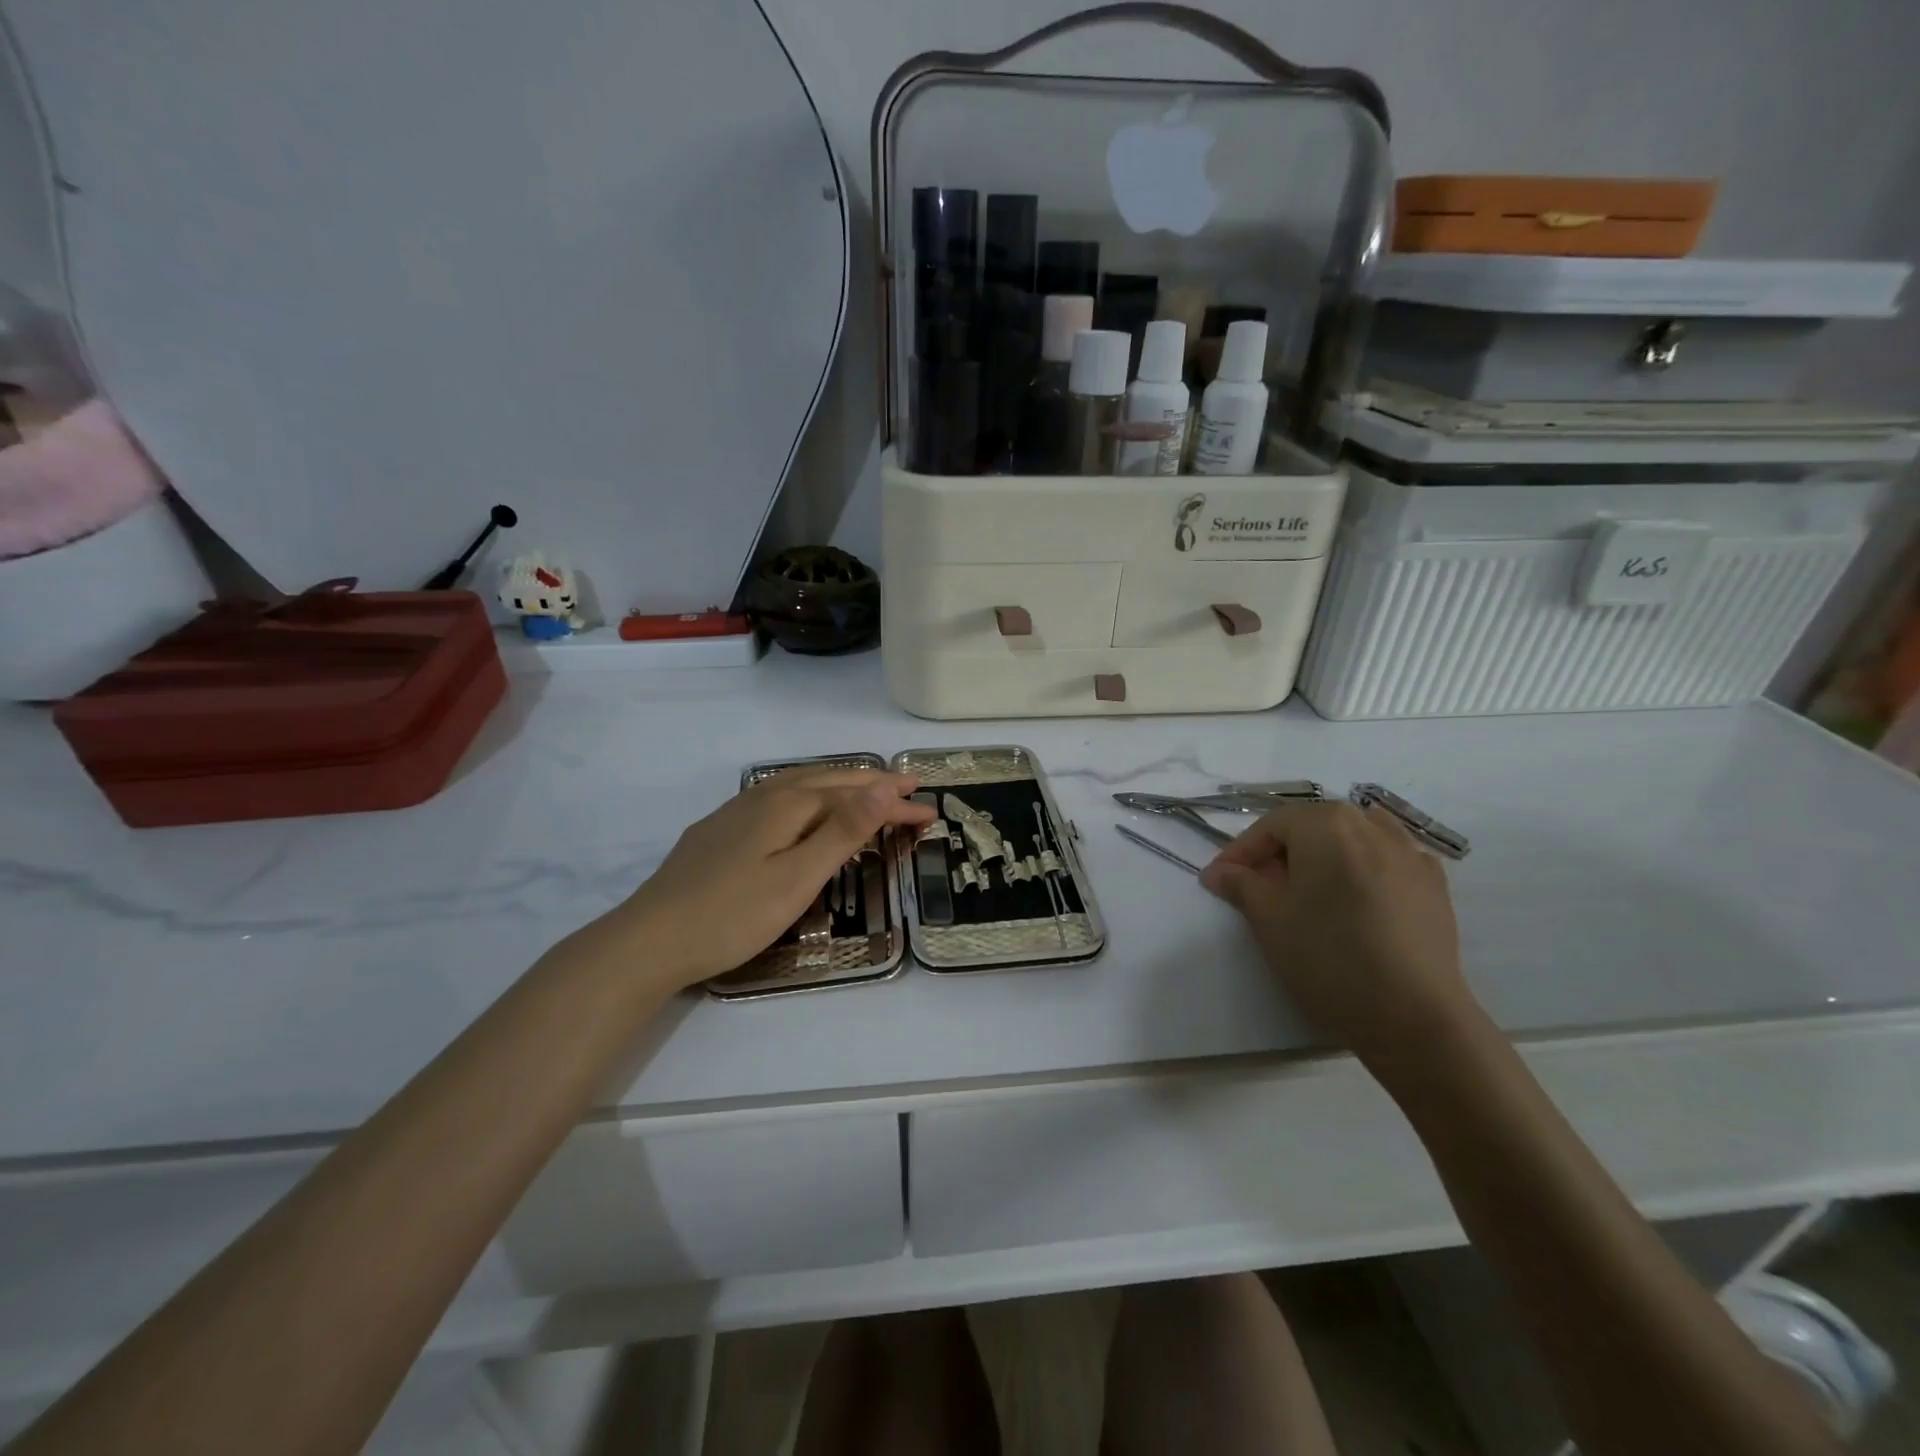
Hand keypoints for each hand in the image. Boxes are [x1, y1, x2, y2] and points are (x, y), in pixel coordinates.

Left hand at [618, 766, 935, 989]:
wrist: (649, 941)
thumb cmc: (733, 914)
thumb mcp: (798, 876)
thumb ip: (843, 830)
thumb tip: (884, 784)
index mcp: (787, 804)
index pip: (855, 795)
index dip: (894, 804)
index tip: (930, 812)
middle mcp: (763, 796)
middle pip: (829, 782)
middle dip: (872, 786)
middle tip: (909, 789)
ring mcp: (736, 811)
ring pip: (800, 786)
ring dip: (840, 787)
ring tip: (866, 790)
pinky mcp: (718, 831)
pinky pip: (778, 800)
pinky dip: (809, 800)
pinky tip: (802, 812)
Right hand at [1200, 802, 1472, 1061]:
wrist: (1413, 1016)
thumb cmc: (1328, 957)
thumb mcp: (1268, 919)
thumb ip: (1240, 885)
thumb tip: (1219, 872)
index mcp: (1326, 824)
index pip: (1271, 825)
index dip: (1241, 851)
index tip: (1219, 879)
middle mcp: (1371, 825)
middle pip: (1313, 826)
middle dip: (1281, 853)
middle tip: (1259, 888)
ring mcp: (1409, 853)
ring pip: (1353, 839)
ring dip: (1324, 856)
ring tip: (1309, 891)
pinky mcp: (1435, 885)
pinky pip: (1388, 861)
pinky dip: (1364, 869)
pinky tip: (1355, 901)